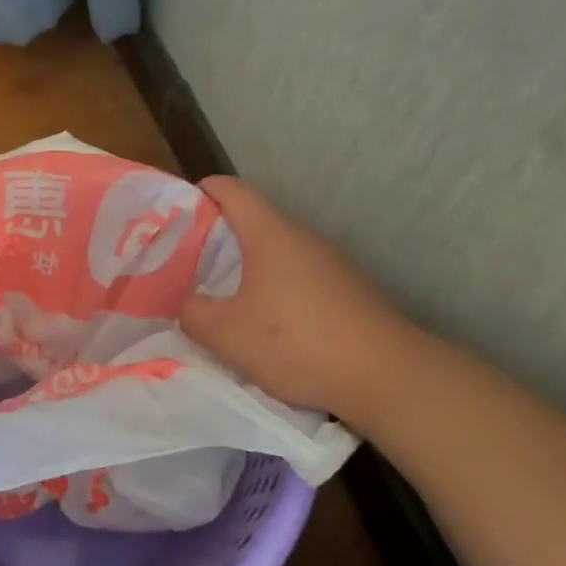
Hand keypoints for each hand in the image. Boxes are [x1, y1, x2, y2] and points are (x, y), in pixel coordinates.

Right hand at [181, 176, 415, 423]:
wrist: (387, 375)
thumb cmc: (297, 342)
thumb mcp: (227, 334)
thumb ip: (194, 313)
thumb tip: (185, 302)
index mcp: (270, 233)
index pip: (230, 190)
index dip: (201, 192)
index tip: (178, 212)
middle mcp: (303, 237)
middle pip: (254, 221)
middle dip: (219, 238)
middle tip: (190, 266)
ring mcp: (333, 262)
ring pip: (279, 252)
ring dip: (250, 268)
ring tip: (226, 299)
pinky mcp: (350, 289)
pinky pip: (302, 277)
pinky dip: (278, 289)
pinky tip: (272, 325)